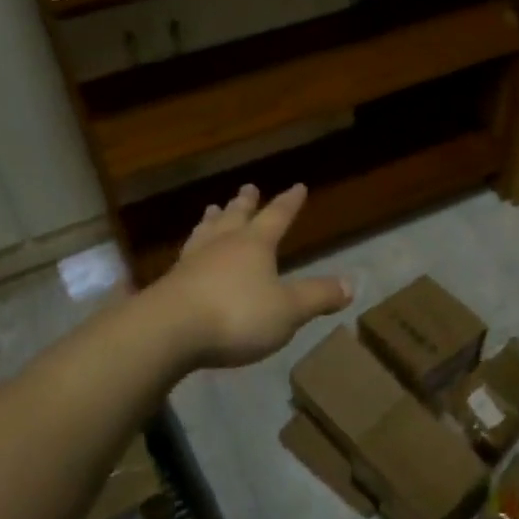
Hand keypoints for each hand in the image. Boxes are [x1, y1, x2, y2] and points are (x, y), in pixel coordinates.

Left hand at [159, 183, 351, 368]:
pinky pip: (185, 257)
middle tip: (247, 188)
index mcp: (254, 245)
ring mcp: (192, 262)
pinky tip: (187, 255)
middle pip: (235, 217)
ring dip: (213, 220)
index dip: (289, 203)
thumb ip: (317, 297)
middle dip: (244, 203)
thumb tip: (350, 284)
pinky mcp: (169, 284)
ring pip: (206, 232)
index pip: (277, 216)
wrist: (168, 332)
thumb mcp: (288, 310)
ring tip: (213, 209)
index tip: (298, 186)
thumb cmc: (236, 315)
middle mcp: (222, 245)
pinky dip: (192, 249)